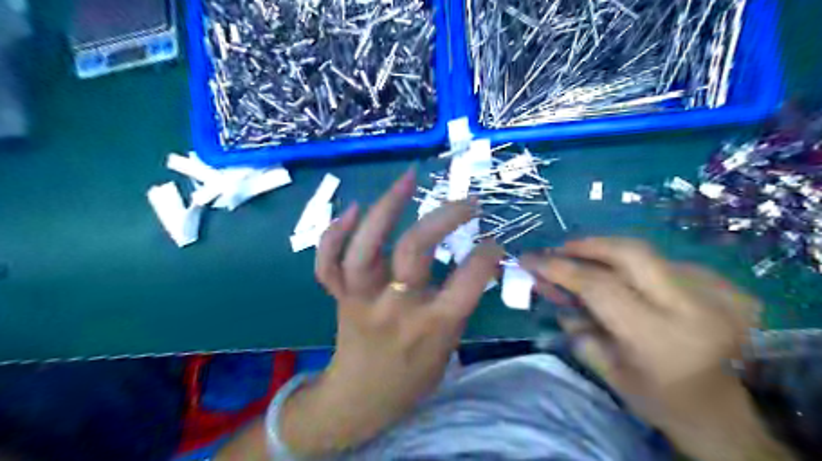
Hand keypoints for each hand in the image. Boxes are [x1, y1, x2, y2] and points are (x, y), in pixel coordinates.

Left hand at [279, 168, 504, 455]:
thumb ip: (459, 303)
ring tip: (408, 179)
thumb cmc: (412, 376)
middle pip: (414, 249)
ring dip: (385, 208)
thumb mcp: (448, 346)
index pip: (468, 279)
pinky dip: (334, 234)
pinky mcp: (340, 296)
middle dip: (444, 217)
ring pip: (365, 248)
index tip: (494, 243)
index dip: (487, 254)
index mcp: (432, 325)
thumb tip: (478, 260)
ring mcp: (361, 299)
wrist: (360, 400)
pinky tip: (353, 209)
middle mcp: (395, 307)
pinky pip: (328, 263)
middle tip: (468, 203)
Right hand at [519, 239, 789, 459]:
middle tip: (560, 250)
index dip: (559, 267)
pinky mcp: (725, 285)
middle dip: (587, 245)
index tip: (530, 259)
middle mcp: (693, 307)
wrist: (721, 412)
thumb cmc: (656, 398)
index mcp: (659, 337)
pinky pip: (664, 261)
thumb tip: (548, 285)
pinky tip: (624, 278)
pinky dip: (635, 265)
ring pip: (647, 252)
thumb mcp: (605, 368)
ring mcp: (716, 292)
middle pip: (629, 252)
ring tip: (585, 263)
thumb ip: (574, 323)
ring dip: (608, 253)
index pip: (599, 285)